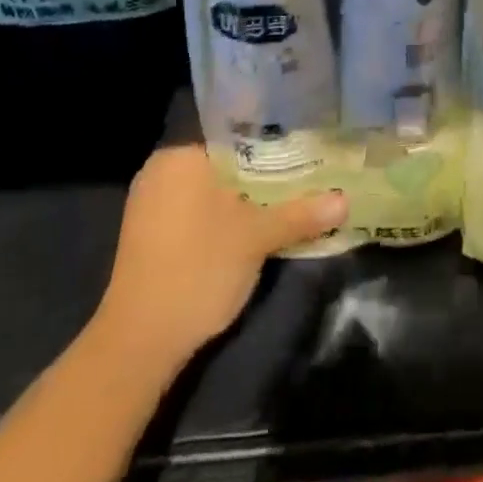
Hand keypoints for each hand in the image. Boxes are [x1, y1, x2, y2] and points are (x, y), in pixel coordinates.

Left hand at [96, 142, 346, 372]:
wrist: (138, 344)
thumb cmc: (198, 269)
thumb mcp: (257, 238)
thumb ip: (300, 214)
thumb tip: (345, 201)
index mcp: (181, 156)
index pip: (238, 137)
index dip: (276, 146)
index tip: (307, 153)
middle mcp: (161, 171)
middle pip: (226, 164)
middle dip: (263, 176)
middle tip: (306, 179)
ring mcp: (149, 205)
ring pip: (212, 191)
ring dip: (245, 200)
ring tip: (287, 203)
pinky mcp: (148, 237)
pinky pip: (195, 212)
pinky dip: (223, 219)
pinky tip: (251, 231)